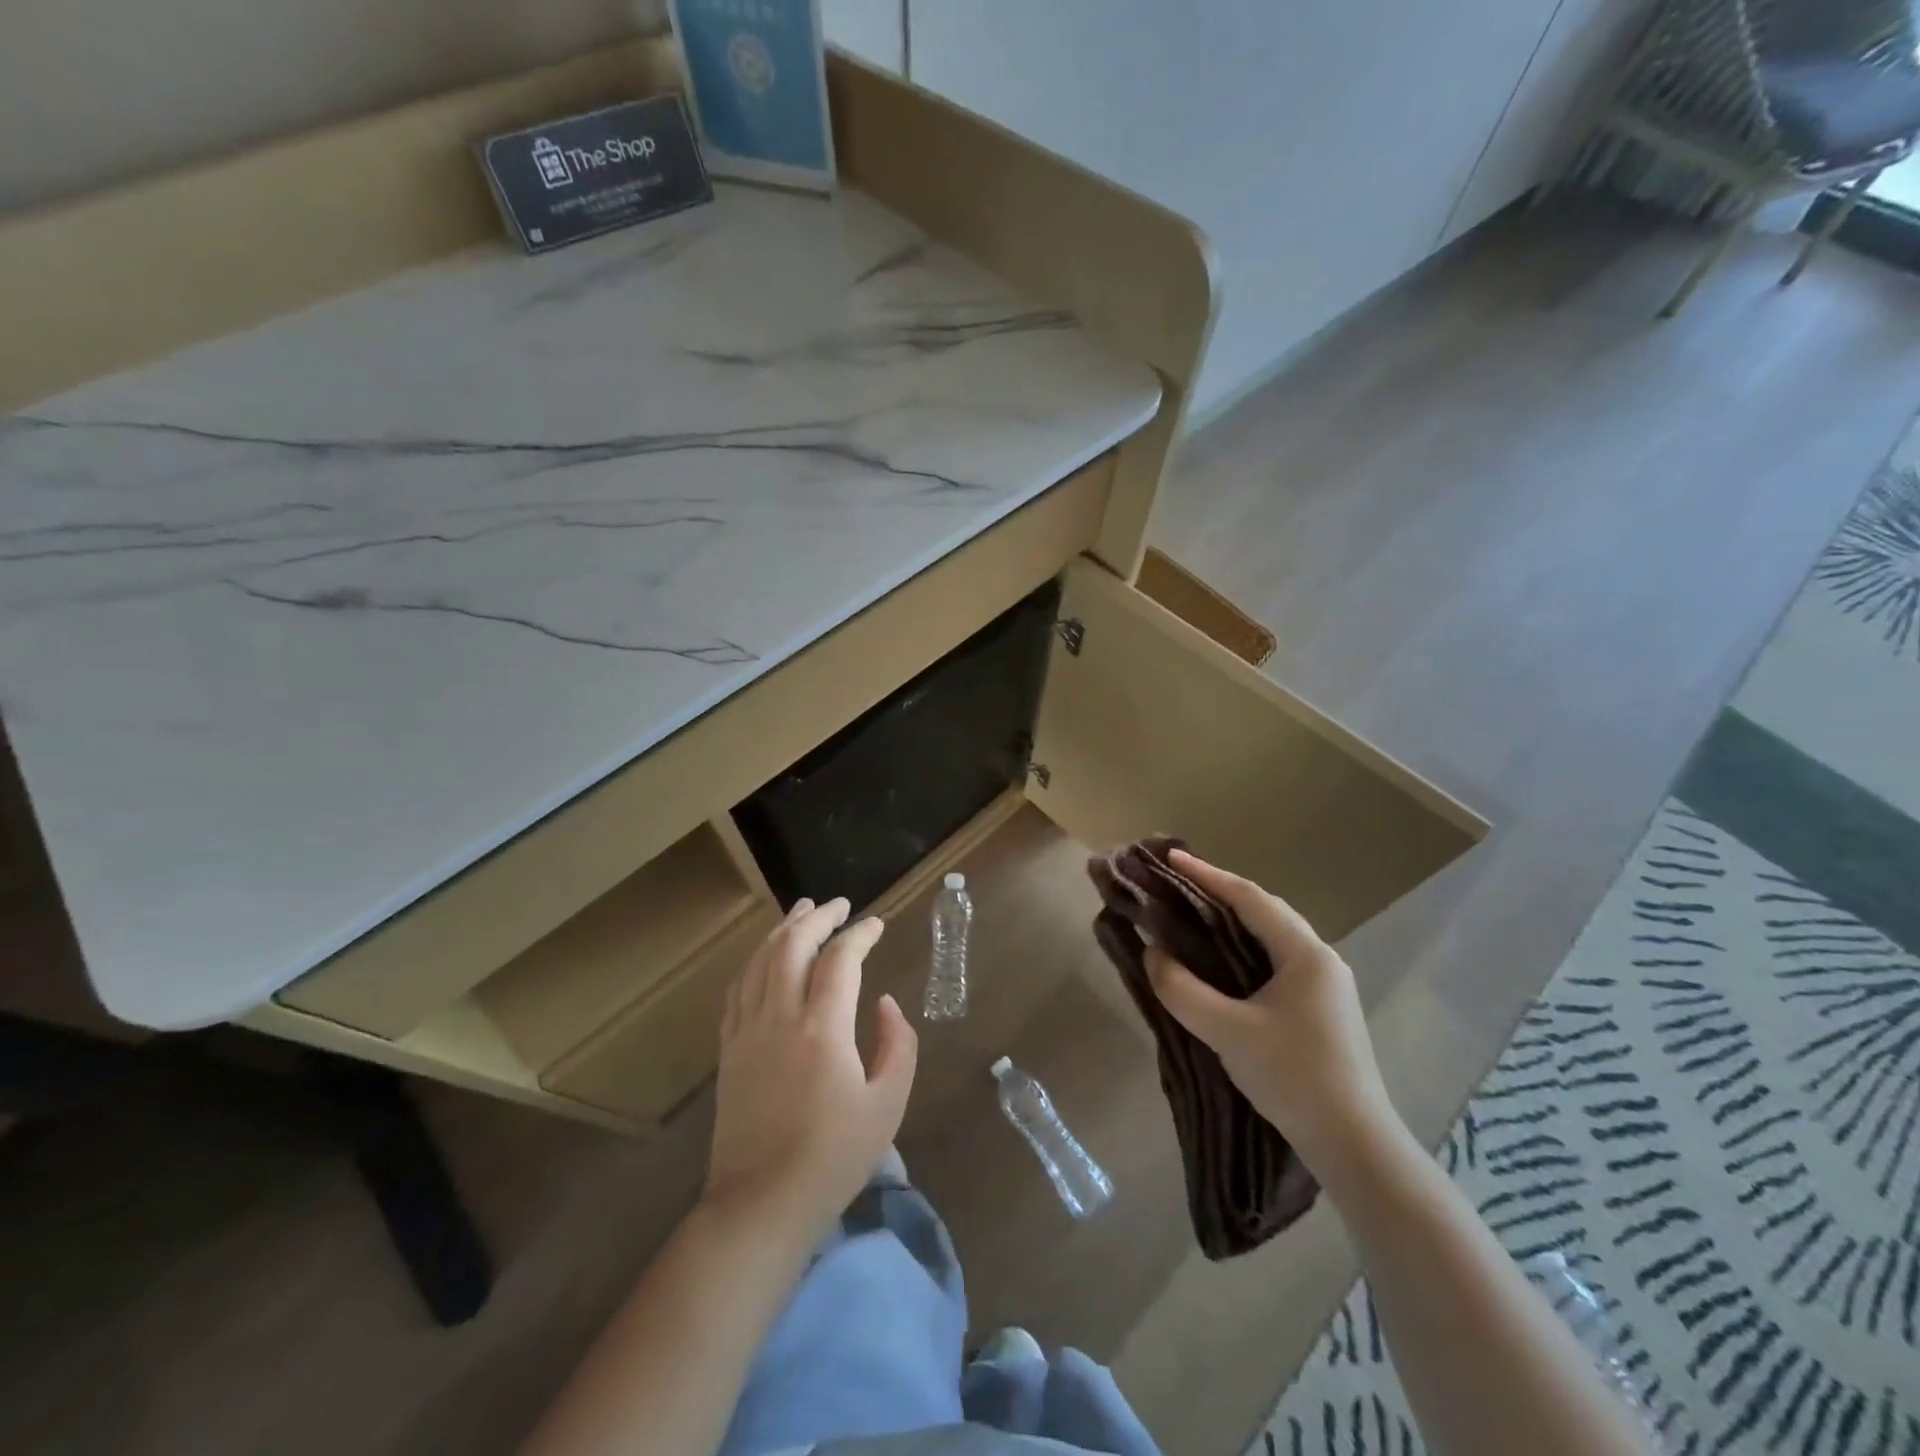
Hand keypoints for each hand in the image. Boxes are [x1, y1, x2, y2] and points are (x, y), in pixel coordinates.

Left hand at [704, 897, 917, 1238]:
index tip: (877, 923)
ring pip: (760, 961)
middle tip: (839, 904)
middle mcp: (780, 1018)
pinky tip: (765, 958)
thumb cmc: (833, 1157)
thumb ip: (897, 1044)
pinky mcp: (729, 1050)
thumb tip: (884, 1003)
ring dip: (783, 930)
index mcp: (822, 1029)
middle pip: (792, 946)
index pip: (840, 959)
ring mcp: (747, 1032)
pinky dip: (755, 962)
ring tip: (802, 911)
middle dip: (817, 917)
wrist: (761, 1205)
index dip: (860, 934)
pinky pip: (738, 990)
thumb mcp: (888, 1104)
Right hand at [1145, 850, 1405, 1181]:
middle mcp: (1321, 959)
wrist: (1355, 1146)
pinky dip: (1244, 948)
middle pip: (1265, 910)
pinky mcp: (1322, 1008)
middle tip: (1177, 882)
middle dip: (1220, 892)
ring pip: (1272, 936)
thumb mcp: (1228, 1032)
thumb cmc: (1293, 1078)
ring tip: (1193, 912)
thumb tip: (1152, 955)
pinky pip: (1276, 960)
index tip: (1170, 857)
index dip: (1207, 875)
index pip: (1250, 898)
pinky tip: (1222, 959)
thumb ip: (1183, 989)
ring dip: (1233, 920)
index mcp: (1306, 954)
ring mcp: (1326, 985)